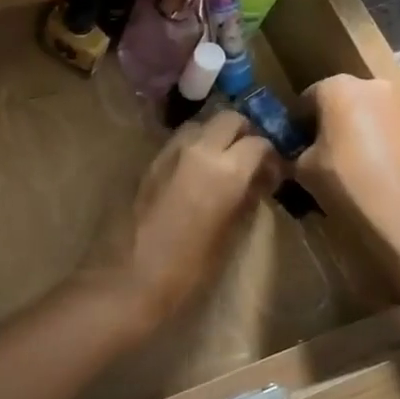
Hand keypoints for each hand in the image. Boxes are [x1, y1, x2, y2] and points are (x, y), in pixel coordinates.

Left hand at [77, 111, 281, 332]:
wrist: (127, 278)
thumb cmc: (186, 270)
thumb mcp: (229, 237)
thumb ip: (246, 200)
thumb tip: (258, 182)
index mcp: (226, 170)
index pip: (259, 143)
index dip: (270, 156)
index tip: (273, 174)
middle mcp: (197, 150)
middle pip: (228, 119)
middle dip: (243, 133)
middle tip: (249, 160)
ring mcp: (167, 153)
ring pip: (199, 126)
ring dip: (214, 137)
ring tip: (221, 165)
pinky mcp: (146, 163)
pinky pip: (177, 143)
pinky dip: (192, 149)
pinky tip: (194, 176)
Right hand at [296, 75, 399, 277]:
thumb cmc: (349, 184)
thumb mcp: (303, 171)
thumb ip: (294, 154)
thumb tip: (296, 154)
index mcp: (338, 87)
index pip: (305, 99)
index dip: (296, 125)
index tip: (294, 150)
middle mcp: (373, 86)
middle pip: (340, 102)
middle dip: (328, 127)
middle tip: (321, 160)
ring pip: (367, 116)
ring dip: (356, 136)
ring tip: (351, 171)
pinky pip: (391, 131)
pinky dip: (380, 146)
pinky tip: (377, 176)